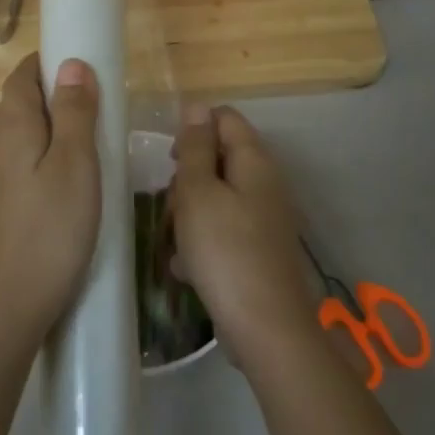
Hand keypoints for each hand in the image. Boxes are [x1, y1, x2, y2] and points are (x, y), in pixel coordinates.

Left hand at [0, 53, 101, 356]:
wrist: (2, 310)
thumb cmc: (49, 232)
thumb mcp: (76, 166)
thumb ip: (75, 112)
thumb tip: (71, 64)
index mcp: (8, 127)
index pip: (23, 75)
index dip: (51, 64)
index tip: (88, 71)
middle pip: (19, 106)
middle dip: (55, 100)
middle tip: (100, 117)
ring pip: (17, 141)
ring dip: (49, 136)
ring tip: (88, 156)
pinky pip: (14, 170)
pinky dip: (38, 165)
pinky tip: (62, 194)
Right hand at [170, 106, 321, 368]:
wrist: (265, 327)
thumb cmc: (224, 251)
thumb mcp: (198, 193)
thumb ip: (195, 148)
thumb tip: (198, 107)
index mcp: (254, 161)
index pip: (224, 118)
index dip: (193, 130)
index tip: (170, 161)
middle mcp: (265, 183)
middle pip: (217, 159)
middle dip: (187, 180)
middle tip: (172, 208)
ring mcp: (264, 218)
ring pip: (215, 198)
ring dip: (189, 215)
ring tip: (177, 243)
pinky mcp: (258, 249)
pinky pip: (223, 230)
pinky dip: (203, 243)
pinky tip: (187, 268)